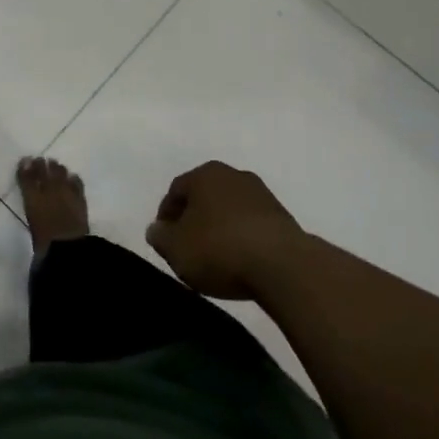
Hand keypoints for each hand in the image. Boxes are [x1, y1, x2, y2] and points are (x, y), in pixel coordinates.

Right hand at [146, 162, 307, 300]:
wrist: (282, 264)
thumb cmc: (219, 249)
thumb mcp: (177, 249)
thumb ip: (161, 237)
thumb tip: (156, 228)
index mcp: (205, 174)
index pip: (176, 190)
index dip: (166, 214)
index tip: (164, 238)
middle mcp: (233, 174)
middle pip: (204, 195)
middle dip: (193, 217)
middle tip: (186, 244)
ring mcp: (260, 193)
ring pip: (229, 207)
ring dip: (219, 225)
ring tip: (214, 254)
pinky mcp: (281, 215)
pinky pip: (250, 222)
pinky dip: (240, 235)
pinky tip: (239, 258)